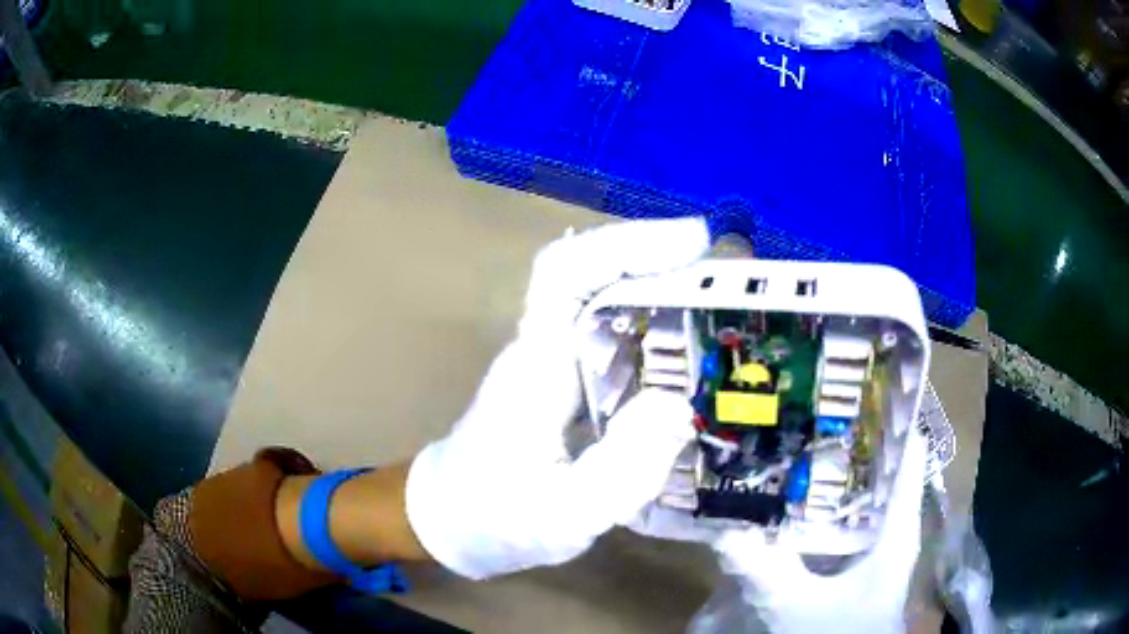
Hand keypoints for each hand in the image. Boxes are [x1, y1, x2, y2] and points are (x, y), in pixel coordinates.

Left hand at [405, 219, 709, 579]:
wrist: (448, 522)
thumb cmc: (491, 519)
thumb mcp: (562, 514)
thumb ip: (623, 469)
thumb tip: (680, 407)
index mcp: (536, 367)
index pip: (568, 272)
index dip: (628, 244)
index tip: (694, 242)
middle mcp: (545, 351)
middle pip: (599, 279)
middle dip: (666, 266)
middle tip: (734, 284)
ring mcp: (555, 367)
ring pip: (612, 309)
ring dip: (668, 300)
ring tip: (729, 316)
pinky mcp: (567, 388)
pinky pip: (618, 348)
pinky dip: (660, 342)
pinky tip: (696, 366)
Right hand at [712, 427, 928, 633]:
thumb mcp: (799, 609)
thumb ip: (765, 572)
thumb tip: (722, 529)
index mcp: (897, 528)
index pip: (909, 453)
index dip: (889, 412)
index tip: (850, 382)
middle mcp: (889, 527)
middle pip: (879, 464)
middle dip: (845, 435)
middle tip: (803, 407)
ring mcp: (872, 544)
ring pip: (858, 492)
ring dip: (829, 470)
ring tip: (791, 439)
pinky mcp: (853, 562)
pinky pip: (840, 520)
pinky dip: (818, 506)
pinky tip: (787, 500)